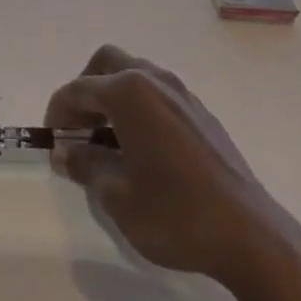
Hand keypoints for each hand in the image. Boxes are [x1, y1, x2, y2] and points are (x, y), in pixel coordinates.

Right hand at [46, 45, 300, 290]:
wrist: (250, 236)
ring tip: (105, 142)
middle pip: (107, 64)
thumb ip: (85, 165)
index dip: (58, 112)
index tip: (51, 141)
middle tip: (77, 131)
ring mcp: (182, 94)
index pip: (78, 88)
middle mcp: (155, 80)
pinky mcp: (201, 114)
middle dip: (85, 91)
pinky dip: (138, 109)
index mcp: (129, 92)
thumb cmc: (174, 213)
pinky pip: (157, 95)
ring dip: (112, 98)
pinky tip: (140, 149)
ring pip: (134, 76)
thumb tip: (66, 153)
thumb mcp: (116, 195)